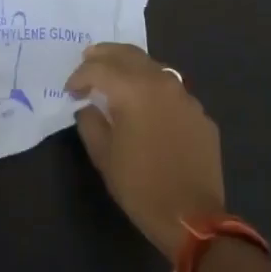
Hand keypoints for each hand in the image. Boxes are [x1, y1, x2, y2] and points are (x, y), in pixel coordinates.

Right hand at [68, 43, 224, 257]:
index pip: (98, 68)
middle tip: (88, 60)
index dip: (79, 76)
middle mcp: (161, 83)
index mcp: (133, 90)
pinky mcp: (200, 114)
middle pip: (128, 54)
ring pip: (153, 67)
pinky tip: (147, 107)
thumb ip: (90, 121)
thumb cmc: (139, 185)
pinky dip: (154, 90)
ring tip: (115, 78)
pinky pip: (172, 91)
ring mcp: (186, 97)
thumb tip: (89, 107)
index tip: (70, 91)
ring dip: (130, 67)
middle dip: (104, 55)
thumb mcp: (103, 155)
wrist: (192, 217)